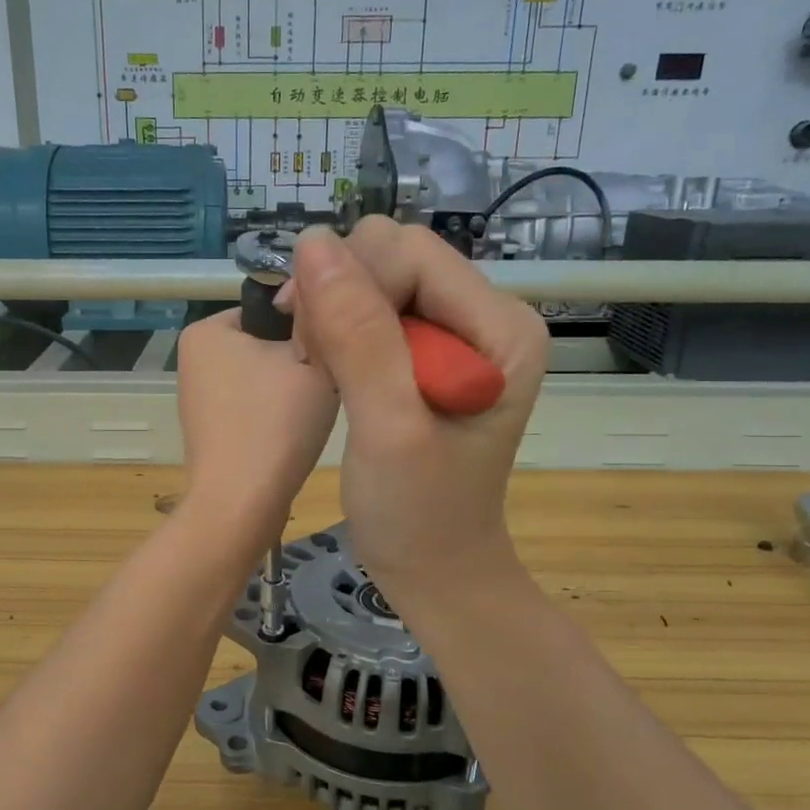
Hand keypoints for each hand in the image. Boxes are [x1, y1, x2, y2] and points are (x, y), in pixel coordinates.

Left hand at [174, 309, 337, 558]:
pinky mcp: (206, 429)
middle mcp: (192, 357)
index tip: (329, 355)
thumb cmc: (276, 424)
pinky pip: (250, 405)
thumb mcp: (313, 356)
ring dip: (288, 389)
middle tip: (324, 387)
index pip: (271, 307)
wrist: (240, 505)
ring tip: (307, 415)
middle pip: (265, 342)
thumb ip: (317, 317)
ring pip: (261, 376)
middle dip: (296, 360)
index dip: (307, 327)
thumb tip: (323, 290)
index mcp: (206, 329)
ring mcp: (196, 396)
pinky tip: (288, 436)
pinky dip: (272, 416)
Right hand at [289, 220, 546, 608]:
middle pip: (393, 255)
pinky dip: (337, 331)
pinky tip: (327, 369)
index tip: (310, 349)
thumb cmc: (419, 514)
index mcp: (500, 326)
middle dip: (338, 295)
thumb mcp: (388, 429)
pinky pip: (371, 309)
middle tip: (314, 360)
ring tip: (320, 370)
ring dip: (331, 313)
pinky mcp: (428, 351)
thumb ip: (359, 337)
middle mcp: (484, 315)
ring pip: (374, 277)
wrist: (436, 567)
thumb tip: (313, 242)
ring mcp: (457, 332)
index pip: (409, 254)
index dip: (350, 286)